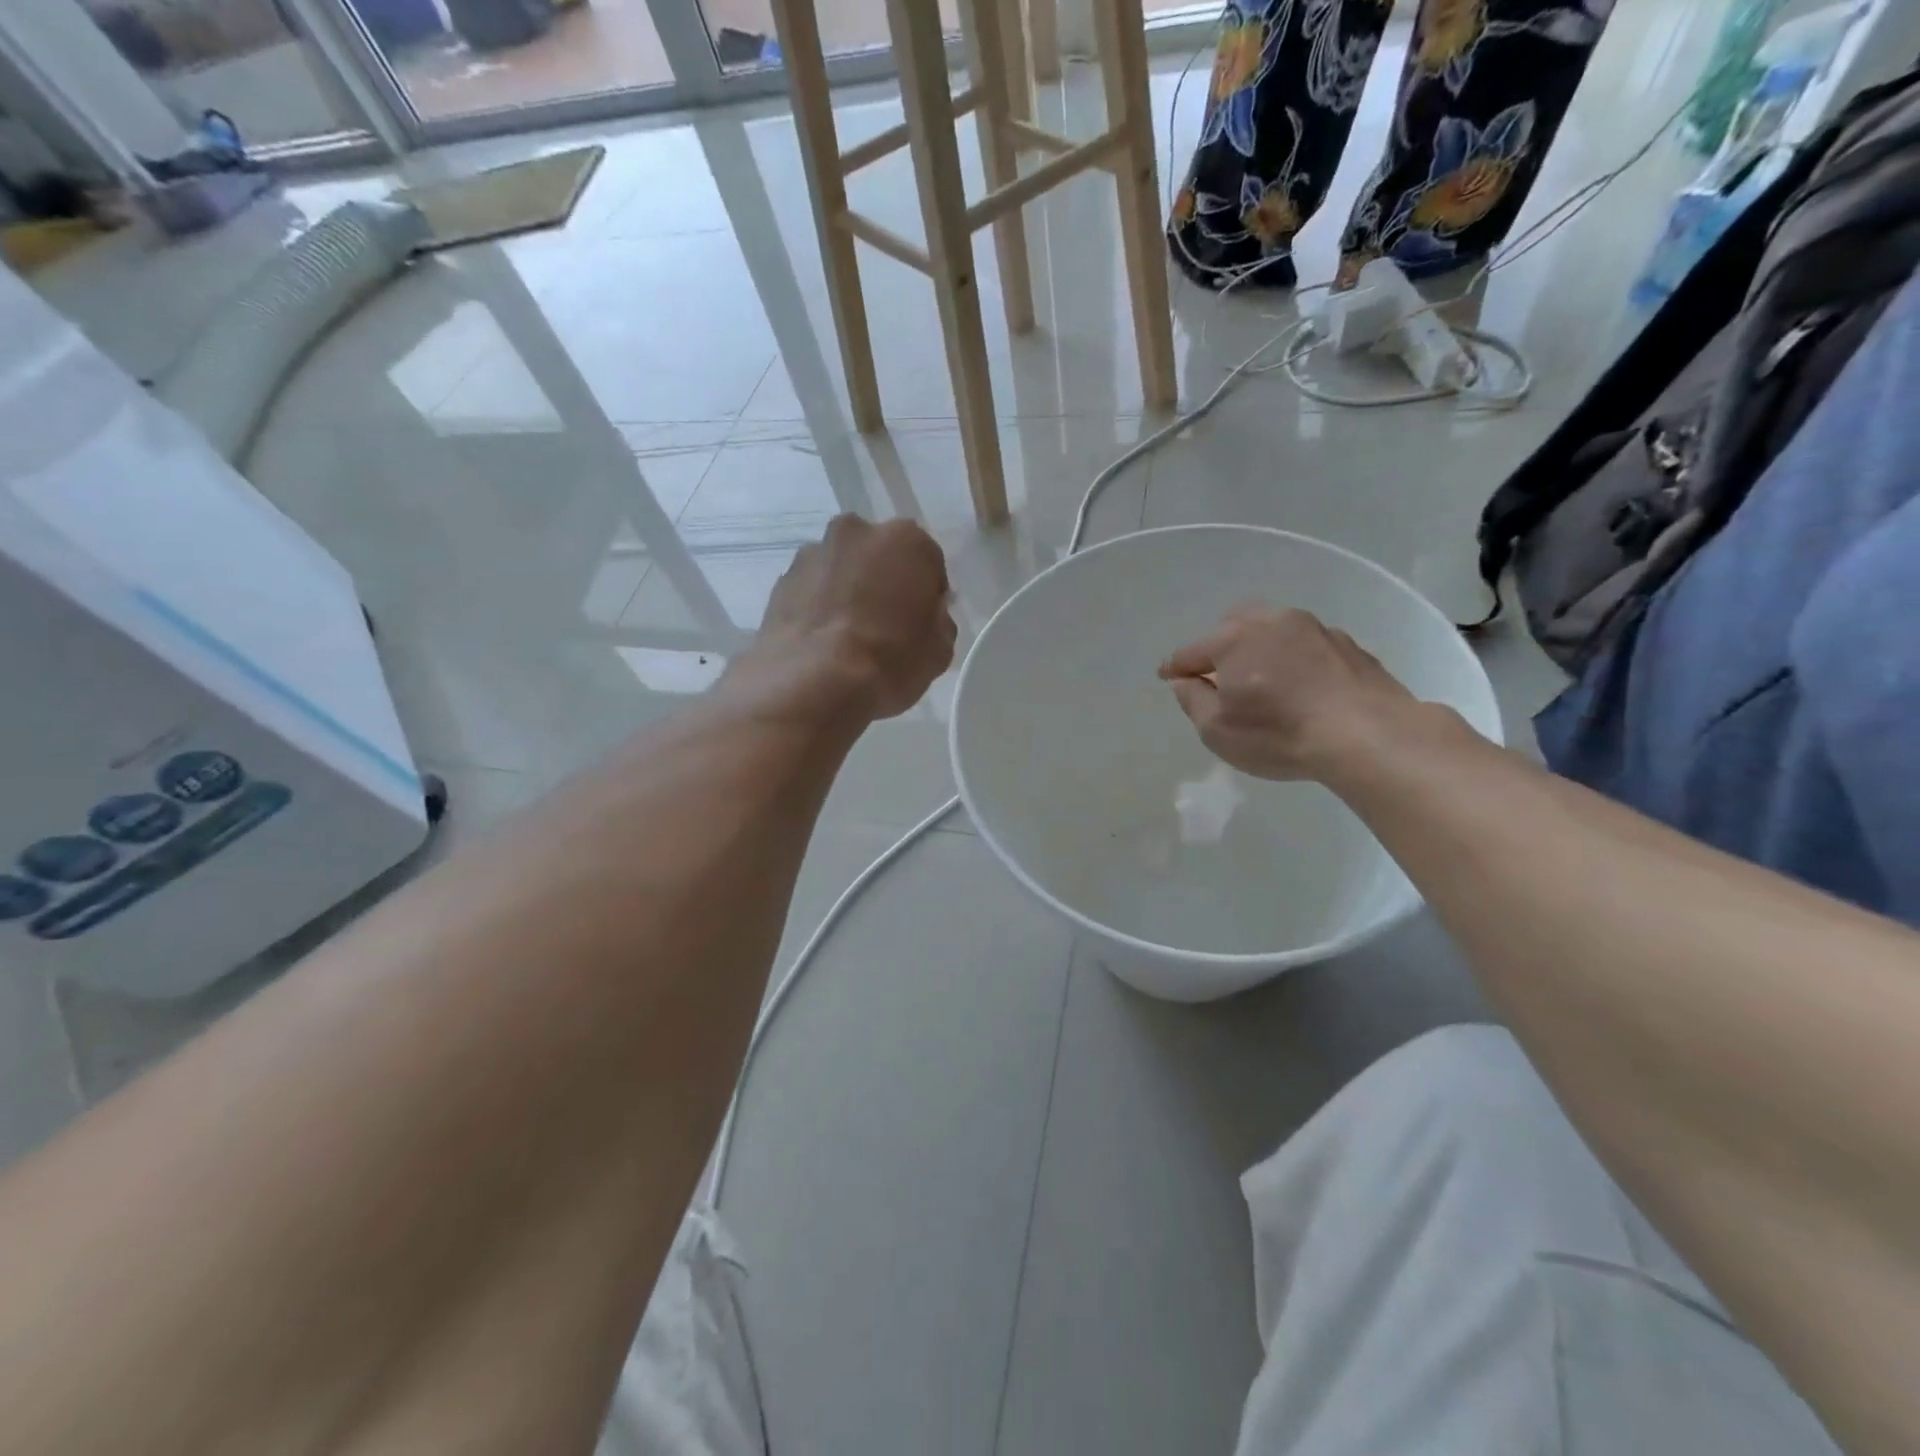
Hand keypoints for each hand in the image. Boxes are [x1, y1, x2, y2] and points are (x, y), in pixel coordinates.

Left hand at [743, 515, 956, 721]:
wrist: (814, 683)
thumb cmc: (890, 660)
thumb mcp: (939, 650)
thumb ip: (938, 621)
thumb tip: (926, 616)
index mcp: (906, 540)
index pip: (927, 562)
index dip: (927, 594)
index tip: (921, 622)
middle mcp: (857, 532)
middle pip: (879, 556)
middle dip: (883, 582)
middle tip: (885, 625)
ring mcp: (813, 553)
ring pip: (841, 569)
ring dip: (847, 592)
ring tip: (848, 638)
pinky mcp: (781, 580)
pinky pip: (811, 590)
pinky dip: (818, 608)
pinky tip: (822, 643)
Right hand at [1158, 607, 1423, 781]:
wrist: (1367, 735)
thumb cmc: (1279, 734)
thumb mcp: (1217, 729)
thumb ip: (1192, 700)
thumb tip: (1184, 681)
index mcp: (1233, 640)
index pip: (1191, 652)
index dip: (1175, 667)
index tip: (1167, 677)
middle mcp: (1272, 622)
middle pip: (1233, 625)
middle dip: (1218, 645)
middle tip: (1216, 673)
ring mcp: (1314, 629)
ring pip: (1273, 628)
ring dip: (1259, 647)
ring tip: (1261, 675)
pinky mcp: (1347, 645)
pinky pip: (1306, 644)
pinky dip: (1293, 658)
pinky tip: (1300, 684)